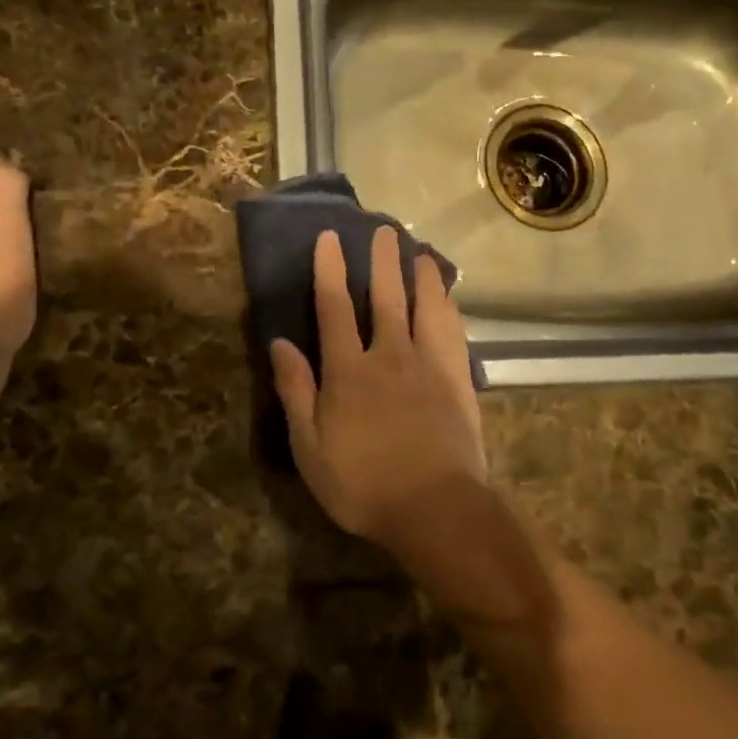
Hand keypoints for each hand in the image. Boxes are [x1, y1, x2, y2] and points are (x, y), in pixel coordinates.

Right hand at [269, 227, 487, 542]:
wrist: (434, 508)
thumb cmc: (362, 484)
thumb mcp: (310, 447)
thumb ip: (296, 391)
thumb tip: (279, 343)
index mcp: (348, 370)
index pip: (334, 308)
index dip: (330, 270)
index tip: (331, 238)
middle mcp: (389, 355)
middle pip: (385, 297)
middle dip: (382, 261)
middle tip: (386, 230)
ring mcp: (429, 365)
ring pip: (426, 307)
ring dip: (422, 276)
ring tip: (421, 253)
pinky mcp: (458, 380)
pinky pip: (454, 332)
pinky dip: (449, 308)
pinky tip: (449, 299)